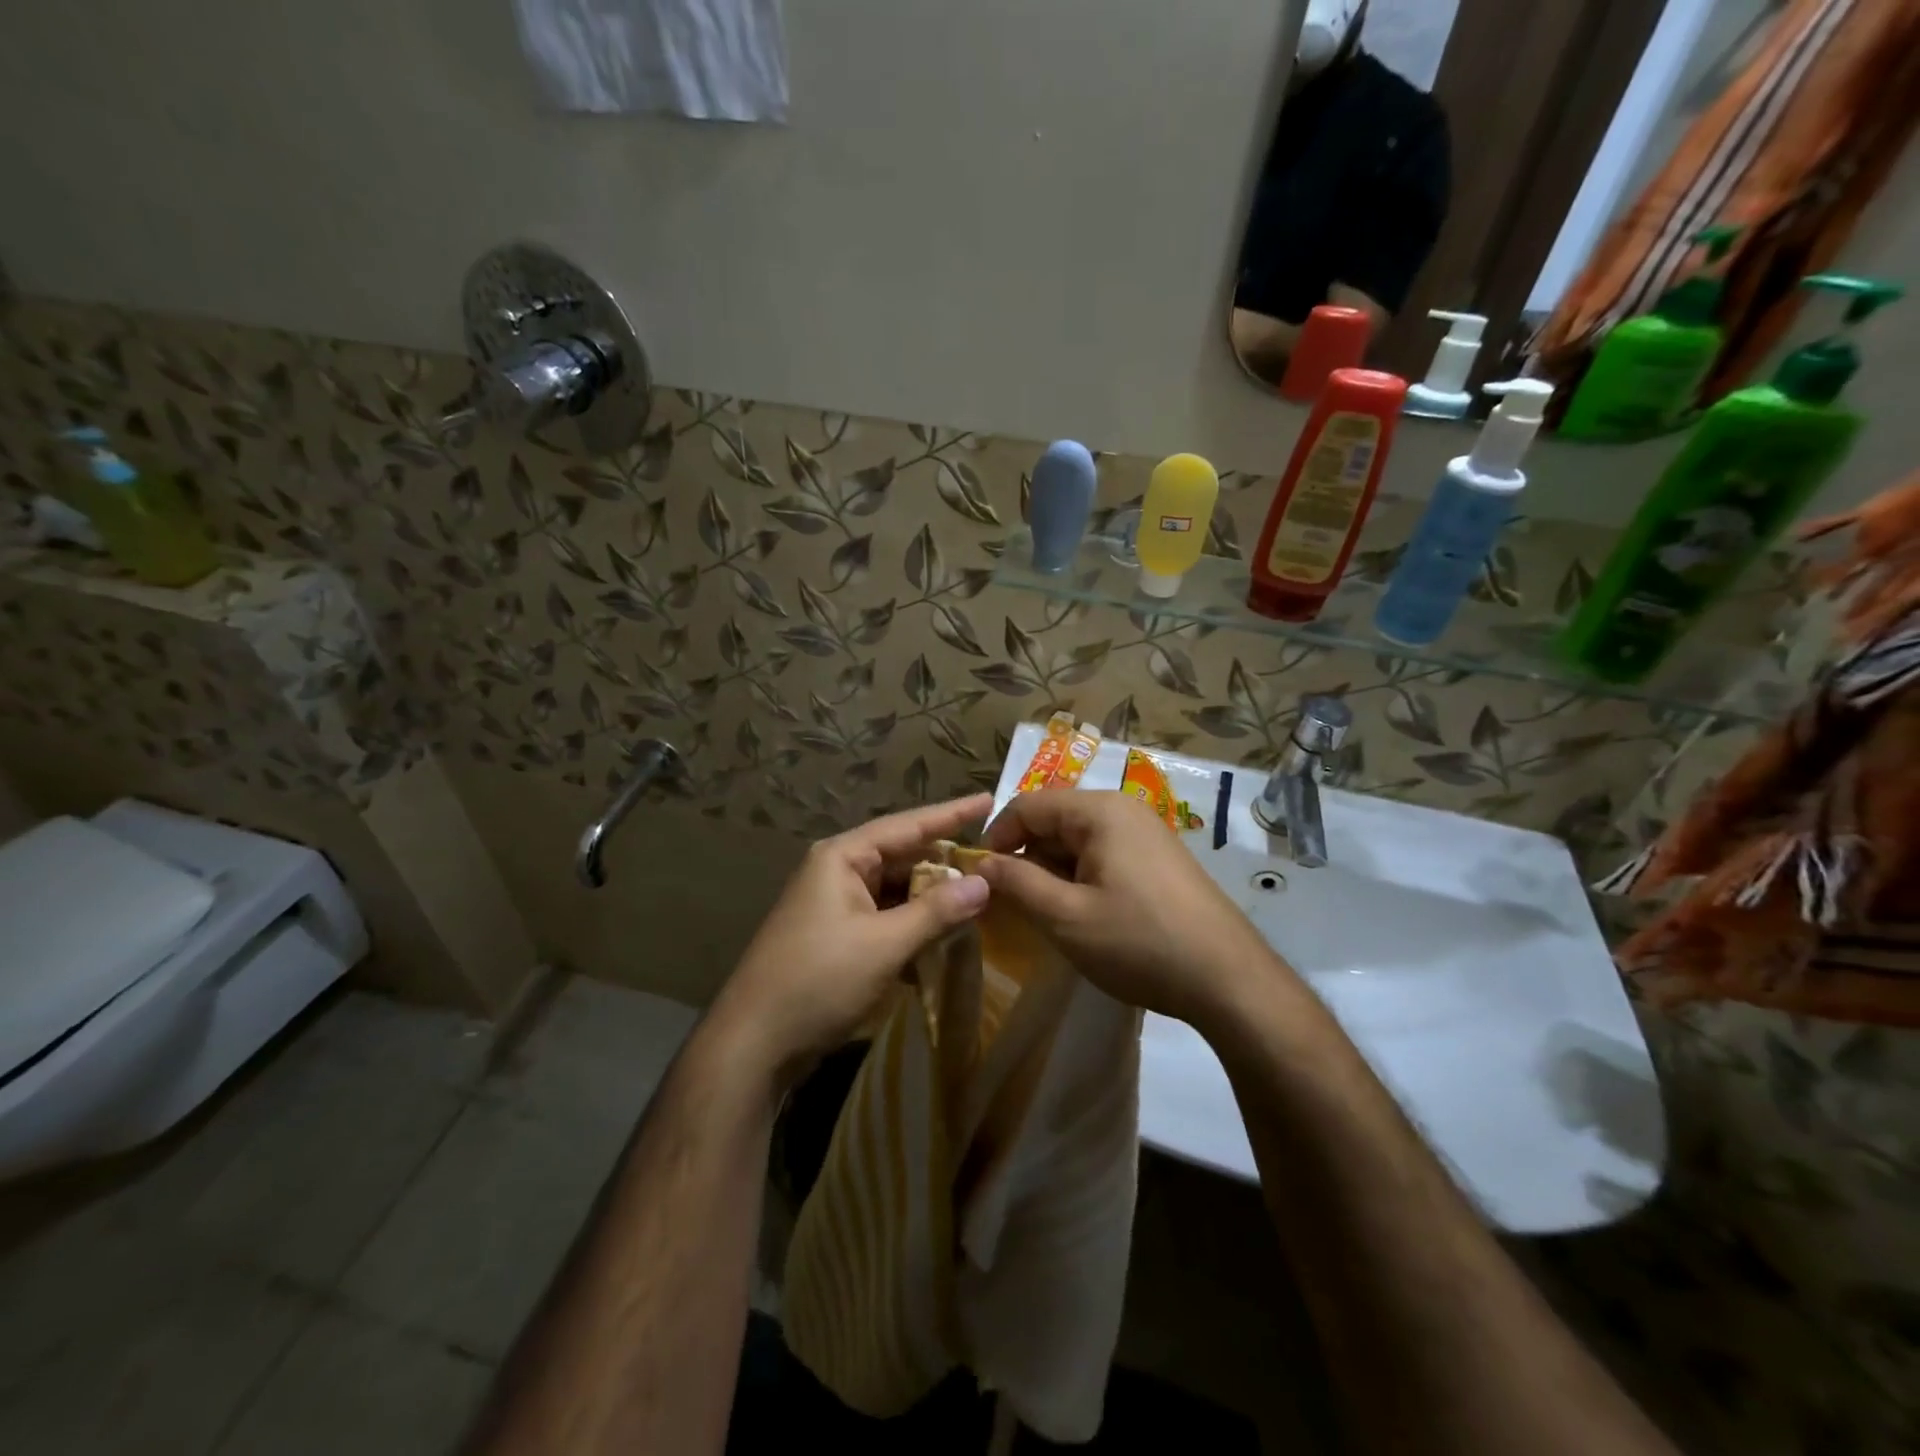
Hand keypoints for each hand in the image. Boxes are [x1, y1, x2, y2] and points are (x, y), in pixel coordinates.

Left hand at [705, 794, 993, 1088]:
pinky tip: (945, 935)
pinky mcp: (837, 937)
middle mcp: (837, 871)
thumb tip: (985, 882)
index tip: (989, 800)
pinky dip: (913, 924)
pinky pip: (886, 918)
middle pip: (903, 857)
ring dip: (932, 898)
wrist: (753, 1044)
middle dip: (946, 862)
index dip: (951, 814)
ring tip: (980, 897)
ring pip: (896, 890)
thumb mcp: (884, 944)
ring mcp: (835, 905)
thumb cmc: (818, 981)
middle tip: (995, 861)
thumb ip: (936, 911)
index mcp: (842, 857)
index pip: (907, 825)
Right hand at [977, 791, 1280, 1027]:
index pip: (1028, 805)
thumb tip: (981, 863)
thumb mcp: (1066, 916)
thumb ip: (1017, 883)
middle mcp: (1124, 810)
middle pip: (1055, 820)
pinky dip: (1082, 878)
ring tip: (1049, 915)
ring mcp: (1147, 833)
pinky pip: (1105, 855)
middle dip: (1027, 857)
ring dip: (1054, 872)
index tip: (982, 877)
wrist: (1228, 979)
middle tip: (1014, 904)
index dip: (997, 837)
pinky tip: (1086, 916)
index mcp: (1100, 810)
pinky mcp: (1160, 859)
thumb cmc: (1139, 942)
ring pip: (1079, 840)